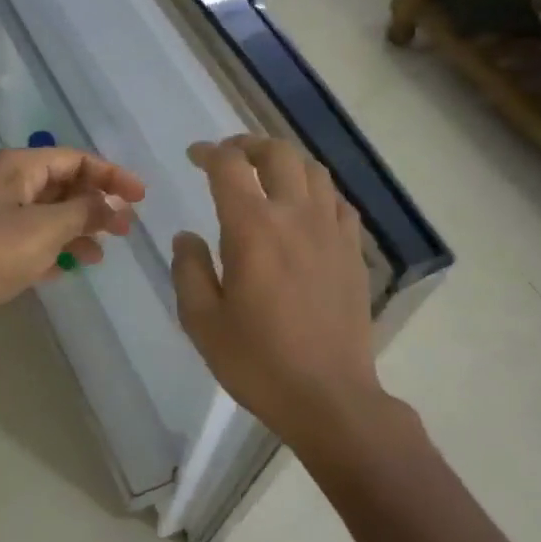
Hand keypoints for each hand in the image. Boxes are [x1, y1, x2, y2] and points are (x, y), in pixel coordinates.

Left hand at [0, 147, 144, 347]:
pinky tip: (71, 268)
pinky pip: (34, 241)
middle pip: (63, 186)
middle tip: (126, 228)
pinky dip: (55, 250)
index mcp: (18, 167)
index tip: (140, 197)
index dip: (111, 175)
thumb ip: (86, 213)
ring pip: (50, 216)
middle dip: (96, 205)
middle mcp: (7, 185)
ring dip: (79, 231)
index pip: (75, 159)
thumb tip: (115, 206)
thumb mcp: (47, 228)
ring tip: (101, 255)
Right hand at [170, 136, 388, 454]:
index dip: (209, 152)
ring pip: (313, 170)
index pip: (230, 166)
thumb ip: (188, 270)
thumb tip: (187, 236)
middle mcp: (296, 216)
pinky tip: (306, 209)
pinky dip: (317, 191)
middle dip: (248, 145)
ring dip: (285, 161)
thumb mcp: (202, 322)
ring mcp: (331, 231)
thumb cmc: (258, 362)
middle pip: (278, 154)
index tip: (194, 156)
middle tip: (230, 156)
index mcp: (253, 228)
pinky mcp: (353, 251)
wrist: (329, 396)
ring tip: (267, 175)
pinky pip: (338, 202)